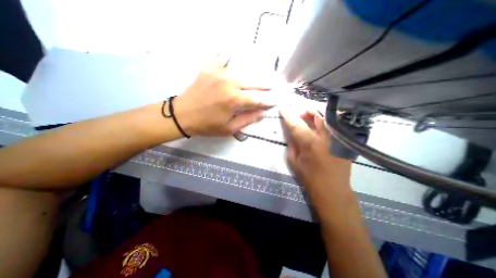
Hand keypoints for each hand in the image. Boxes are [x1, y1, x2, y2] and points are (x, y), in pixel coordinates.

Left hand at [173, 54, 274, 136]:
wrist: (181, 115)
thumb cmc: (206, 125)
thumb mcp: (228, 128)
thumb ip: (247, 119)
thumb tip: (263, 113)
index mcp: (234, 99)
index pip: (258, 99)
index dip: (268, 100)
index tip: (277, 100)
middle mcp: (229, 82)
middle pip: (253, 82)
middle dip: (266, 85)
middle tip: (276, 85)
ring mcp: (218, 73)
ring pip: (242, 71)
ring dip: (253, 75)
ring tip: (261, 76)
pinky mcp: (209, 69)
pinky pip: (221, 57)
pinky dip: (228, 55)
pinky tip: (232, 51)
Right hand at [279, 109, 351, 196]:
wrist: (333, 190)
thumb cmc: (310, 177)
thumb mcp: (294, 161)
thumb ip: (292, 144)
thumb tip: (292, 133)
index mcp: (310, 143)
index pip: (297, 124)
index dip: (288, 115)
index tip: (282, 108)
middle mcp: (326, 137)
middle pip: (316, 114)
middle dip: (305, 111)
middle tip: (299, 115)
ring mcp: (337, 137)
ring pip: (326, 116)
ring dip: (315, 115)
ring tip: (308, 120)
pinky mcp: (344, 141)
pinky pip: (332, 125)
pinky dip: (323, 122)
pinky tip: (318, 128)